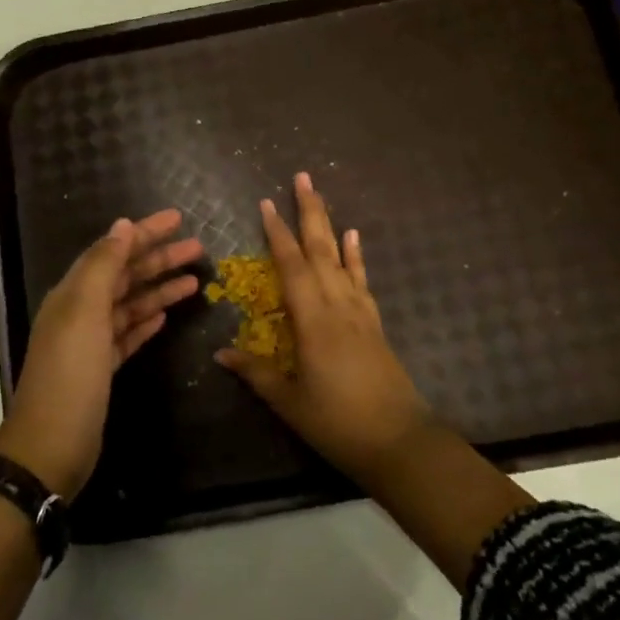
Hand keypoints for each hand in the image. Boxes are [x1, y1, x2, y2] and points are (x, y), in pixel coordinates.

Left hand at [0, 209, 201, 498]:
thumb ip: (103, 266)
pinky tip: (165, 316)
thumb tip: (122, 226)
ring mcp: (91, 342)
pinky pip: (127, 334)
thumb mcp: (85, 312)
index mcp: (74, 292)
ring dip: (159, 289)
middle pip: (125, 275)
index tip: (179, 218)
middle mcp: (81, 311)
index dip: (145, 232)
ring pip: (130, 304)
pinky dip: (146, 321)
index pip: (114, 250)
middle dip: (160, 259)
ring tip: (194, 281)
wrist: (51, 447)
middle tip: (198, 248)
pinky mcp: (102, 369)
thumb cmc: (70, 374)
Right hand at [216, 173, 433, 489]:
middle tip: (302, 177)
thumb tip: (219, 353)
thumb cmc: (338, 423)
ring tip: (320, 196)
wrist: (399, 442)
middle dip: (309, 211)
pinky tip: (354, 237)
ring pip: (341, 258)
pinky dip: (356, 256)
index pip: (291, 266)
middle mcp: (337, 306)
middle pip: (321, 249)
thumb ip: (255, 373)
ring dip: (329, 224)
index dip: (277, 233)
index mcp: (313, 321)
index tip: (266, 203)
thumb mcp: (289, 402)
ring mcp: (359, 312)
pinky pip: (361, 280)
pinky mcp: (374, 323)